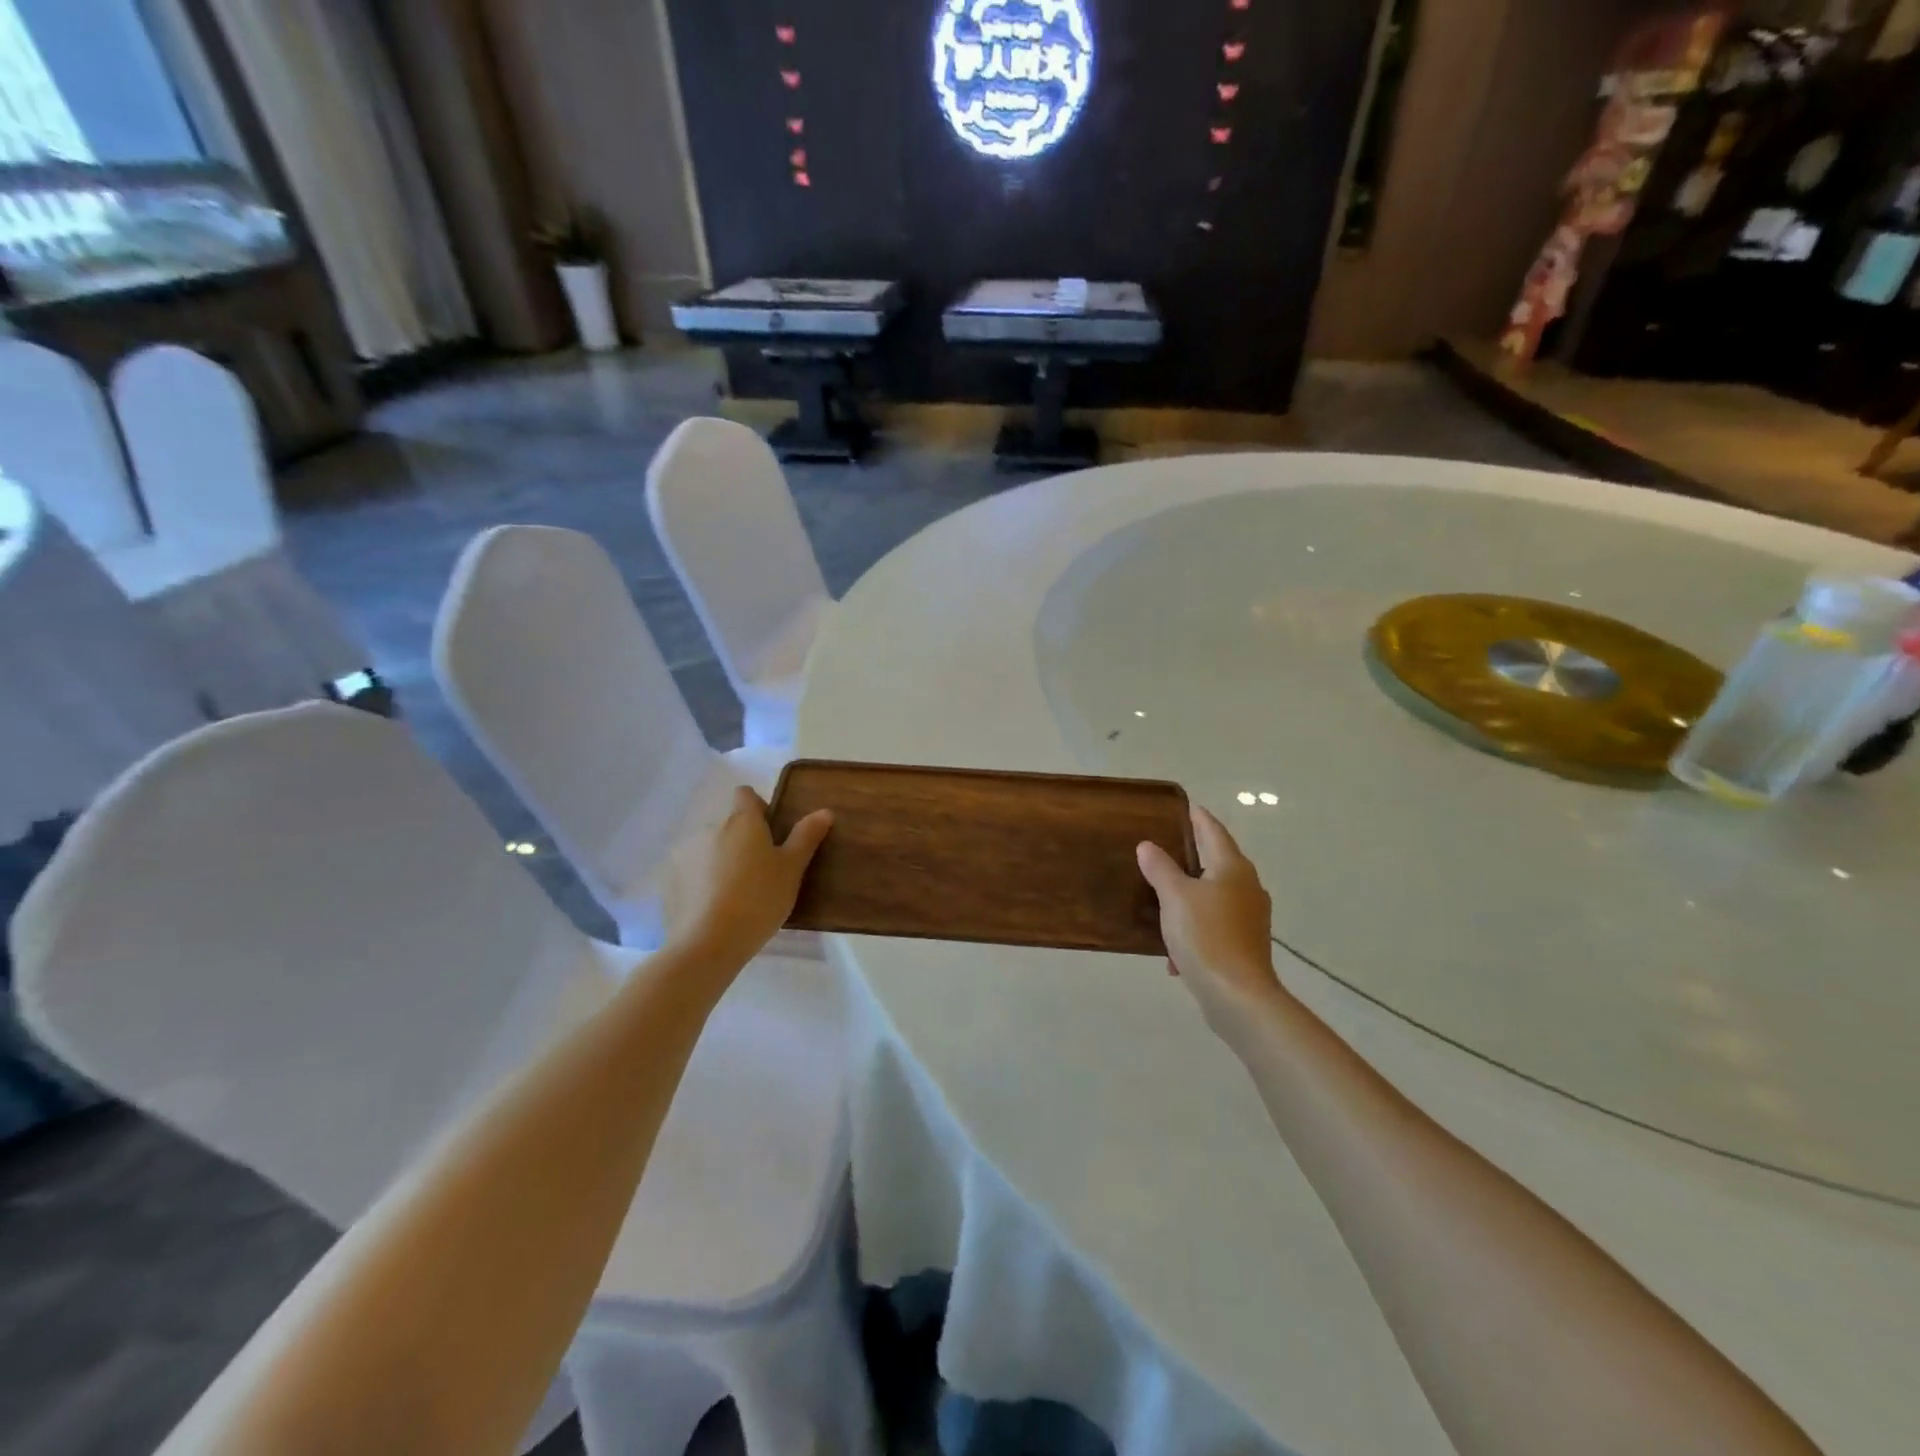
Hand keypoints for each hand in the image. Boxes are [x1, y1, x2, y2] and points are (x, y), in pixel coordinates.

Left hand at [677, 787, 831, 966]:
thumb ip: (806, 836)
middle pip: (728, 824)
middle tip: (760, 871)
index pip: (745, 794)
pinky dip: (701, 882)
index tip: (771, 832)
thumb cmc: (759, 898)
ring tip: (735, 893)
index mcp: (742, 820)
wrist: (709, 942)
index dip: (759, 807)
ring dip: (720, 860)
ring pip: (708, 848)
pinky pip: (690, 872)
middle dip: (741, 840)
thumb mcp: (792, 869)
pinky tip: (712, 907)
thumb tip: (824, 811)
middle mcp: (710, 827)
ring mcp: (685, 853)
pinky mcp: (669, 879)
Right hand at [1138, 807, 1289, 1039]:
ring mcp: (1250, 917)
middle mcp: (1247, 887)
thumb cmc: (1206, 936)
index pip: (1213, 831)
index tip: (1185, 806)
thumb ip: (1160, 868)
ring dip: (1191, 895)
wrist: (1238, 996)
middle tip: (1166, 846)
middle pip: (1218, 861)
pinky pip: (1215, 925)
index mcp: (1233, 868)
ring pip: (1215, 896)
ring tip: (1163, 895)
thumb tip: (1148, 846)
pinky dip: (1195, 927)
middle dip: (1194, 854)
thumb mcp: (1174, 897)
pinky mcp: (1245, 944)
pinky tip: (1173, 951)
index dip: (1198, 817)